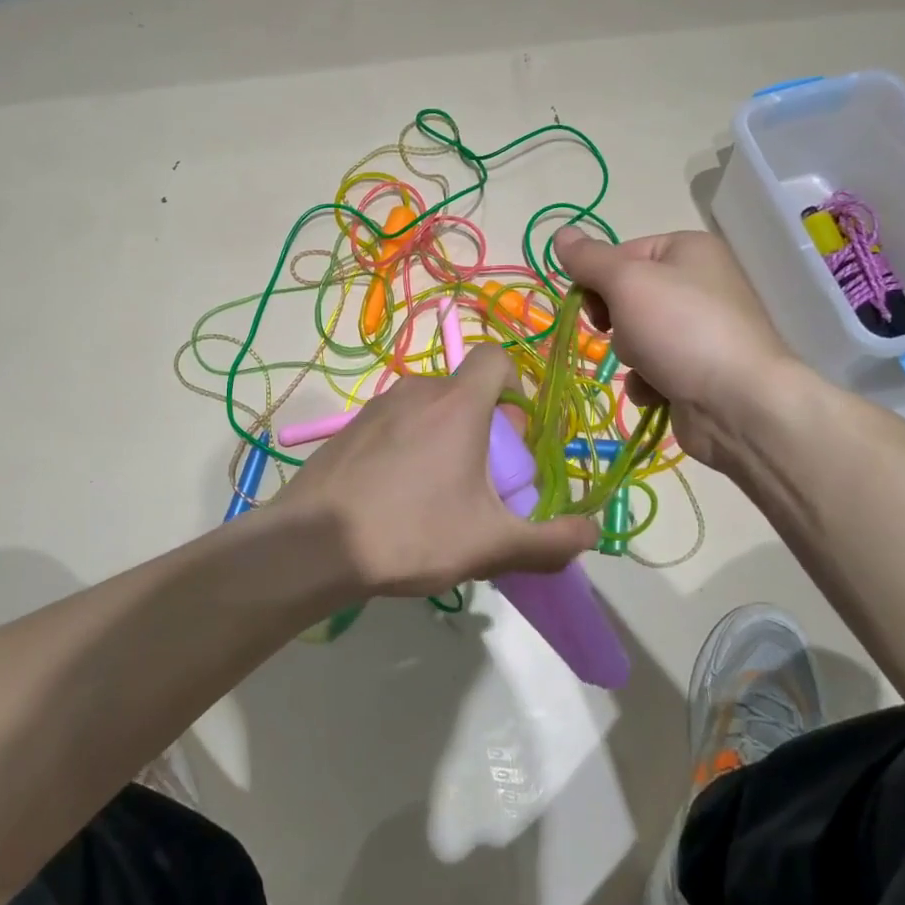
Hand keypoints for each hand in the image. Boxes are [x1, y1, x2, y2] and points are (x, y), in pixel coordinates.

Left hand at [276, 344, 598, 598]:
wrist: (312, 546)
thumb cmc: (411, 533)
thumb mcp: (490, 545)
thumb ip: (549, 543)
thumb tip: (592, 535)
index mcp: (457, 404)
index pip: (496, 358)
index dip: (515, 385)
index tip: (516, 433)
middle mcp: (416, 391)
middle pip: (464, 390)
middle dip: (483, 426)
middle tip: (482, 480)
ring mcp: (375, 407)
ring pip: (427, 408)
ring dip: (444, 438)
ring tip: (438, 494)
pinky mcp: (347, 429)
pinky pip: (394, 424)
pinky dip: (407, 446)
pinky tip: (396, 497)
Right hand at [554, 227, 807, 472]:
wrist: (739, 405)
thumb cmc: (681, 330)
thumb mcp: (627, 283)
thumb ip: (589, 260)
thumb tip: (559, 234)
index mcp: (688, 250)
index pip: (621, 254)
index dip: (599, 279)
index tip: (591, 304)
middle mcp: (698, 283)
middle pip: (627, 296)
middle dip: (617, 321)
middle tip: (623, 332)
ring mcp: (700, 330)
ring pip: (635, 336)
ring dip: (631, 355)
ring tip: (650, 368)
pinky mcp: (698, 370)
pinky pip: (653, 370)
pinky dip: (648, 382)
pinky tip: (659, 392)